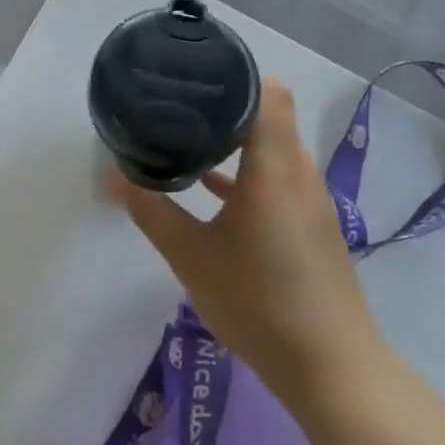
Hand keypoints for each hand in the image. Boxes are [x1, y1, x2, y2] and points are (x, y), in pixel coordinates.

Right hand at [106, 78, 383, 399]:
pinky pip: (278, 180)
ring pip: (273, 150)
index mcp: (274, 169)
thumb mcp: (191, 256)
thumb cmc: (258, 302)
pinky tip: (211, 190)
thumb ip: (151, 211)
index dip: (236, 77)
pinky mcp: (312, 225)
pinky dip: (248, 174)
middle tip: (176, 107)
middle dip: (225, 108)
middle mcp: (300, 174)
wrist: (330, 367)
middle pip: (269, 118)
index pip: (270, 94)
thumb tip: (114, 176)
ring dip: (236, 143)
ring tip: (187, 140)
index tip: (194, 79)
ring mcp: (311, 201)